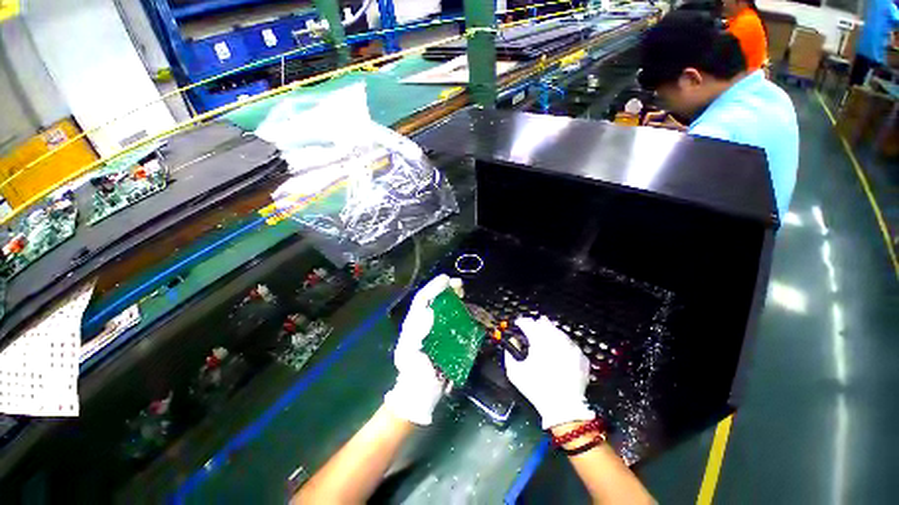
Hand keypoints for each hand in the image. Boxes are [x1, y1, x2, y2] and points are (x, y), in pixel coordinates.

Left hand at [383, 274, 451, 424]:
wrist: (421, 395)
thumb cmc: (413, 375)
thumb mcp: (410, 355)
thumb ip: (416, 333)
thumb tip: (430, 312)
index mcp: (414, 324)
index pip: (423, 300)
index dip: (434, 287)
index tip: (447, 280)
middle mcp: (424, 323)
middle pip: (435, 301)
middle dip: (446, 289)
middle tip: (459, 284)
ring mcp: (436, 331)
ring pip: (444, 309)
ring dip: (453, 298)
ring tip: (463, 292)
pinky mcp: (446, 339)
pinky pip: (453, 321)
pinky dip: (460, 312)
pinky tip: (467, 309)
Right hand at [505, 316, 594, 429]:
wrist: (564, 409)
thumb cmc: (537, 389)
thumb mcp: (515, 374)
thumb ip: (509, 356)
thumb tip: (510, 346)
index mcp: (539, 342)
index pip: (528, 324)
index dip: (522, 321)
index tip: (519, 323)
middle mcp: (556, 341)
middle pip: (545, 324)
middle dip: (537, 323)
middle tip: (533, 326)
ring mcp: (571, 348)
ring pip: (559, 332)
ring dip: (551, 331)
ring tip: (546, 336)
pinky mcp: (581, 357)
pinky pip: (571, 344)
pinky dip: (564, 343)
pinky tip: (560, 349)